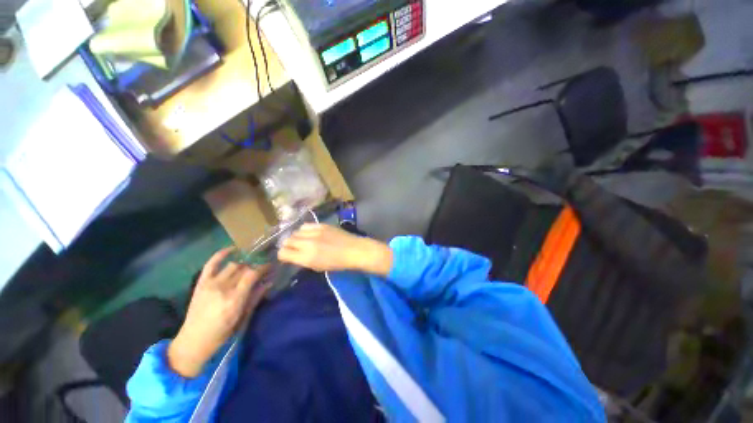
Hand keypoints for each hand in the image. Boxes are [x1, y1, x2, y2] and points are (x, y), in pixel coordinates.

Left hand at [167, 248, 268, 377]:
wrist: (193, 341)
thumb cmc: (222, 333)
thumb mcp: (243, 317)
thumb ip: (256, 297)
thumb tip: (269, 282)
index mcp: (234, 298)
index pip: (252, 274)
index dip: (264, 267)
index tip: (271, 266)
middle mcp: (223, 288)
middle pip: (244, 268)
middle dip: (256, 265)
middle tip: (263, 267)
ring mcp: (210, 284)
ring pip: (232, 265)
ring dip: (244, 263)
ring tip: (250, 264)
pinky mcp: (201, 283)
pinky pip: (211, 264)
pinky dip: (221, 254)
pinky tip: (232, 249)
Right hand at [277, 224, 392, 275]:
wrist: (354, 250)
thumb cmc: (338, 263)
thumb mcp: (318, 267)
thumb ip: (303, 260)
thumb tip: (294, 255)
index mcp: (306, 257)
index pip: (283, 253)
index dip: (283, 255)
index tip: (287, 255)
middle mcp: (307, 243)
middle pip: (287, 240)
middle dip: (288, 245)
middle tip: (294, 248)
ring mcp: (314, 232)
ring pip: (295, 231)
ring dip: (296, 237)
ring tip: (303, 240)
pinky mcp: (321, 225)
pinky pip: (306, 226)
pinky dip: (305, 230)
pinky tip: (311, 233)